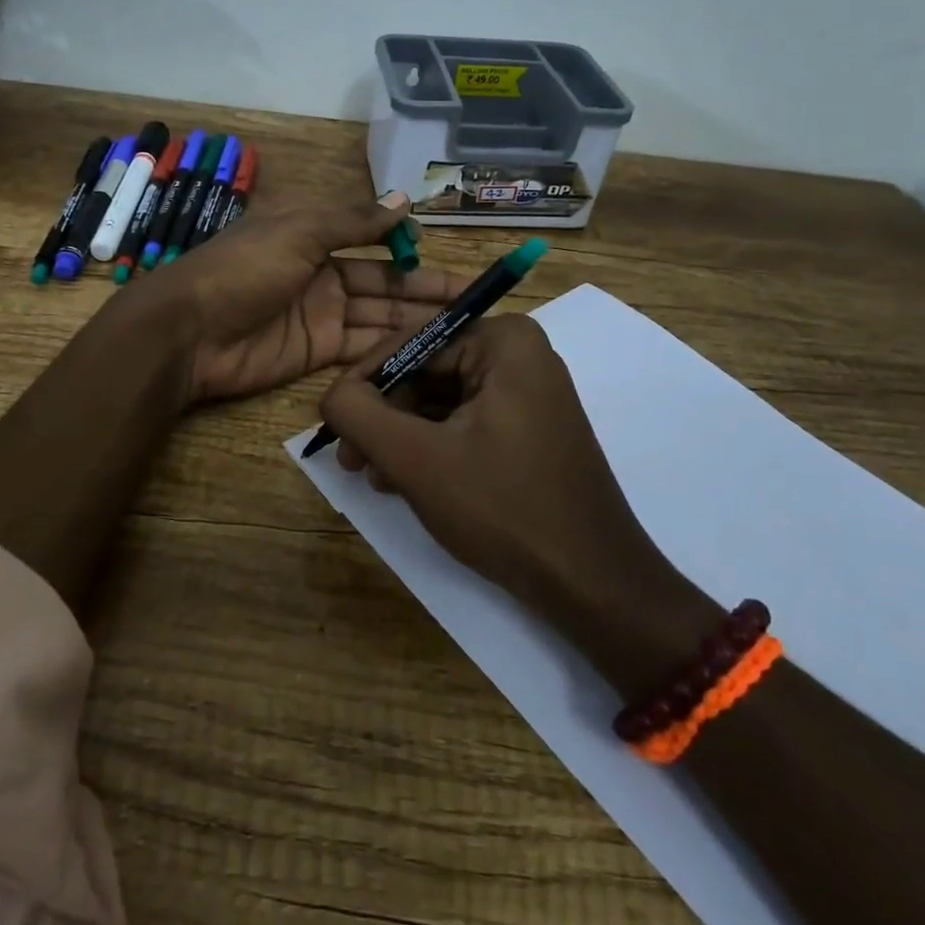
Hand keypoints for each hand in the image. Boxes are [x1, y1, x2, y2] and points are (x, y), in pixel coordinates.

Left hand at [131, 192, 474, 404]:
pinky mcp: (317, 351)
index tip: (444, 255)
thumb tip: (404, 199)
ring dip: (417, 319)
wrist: (190, 332)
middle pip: (384, 281)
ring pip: (379, 315)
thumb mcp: (299, 230)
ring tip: (465, 325)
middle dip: (425, 288)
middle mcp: (322, 273)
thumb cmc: (243, 268)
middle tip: (475, 300)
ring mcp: (321, 314)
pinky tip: (430, 348)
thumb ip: (353, 220)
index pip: (372, 238)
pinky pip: (363, 345)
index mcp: (314, 235)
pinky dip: (393, 346)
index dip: (407, 247)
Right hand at [319, 314, 718, 691]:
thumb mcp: (416, 459)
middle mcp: (520, 355)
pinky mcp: (529, 428)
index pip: (412, 342)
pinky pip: (464, 422)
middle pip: (426, 371)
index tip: (333, 422)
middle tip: (351, 459)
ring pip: (441, 401)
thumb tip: (331, 395)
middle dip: (384, 416)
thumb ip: (359, 415)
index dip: (364, 381)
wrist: (592, 583)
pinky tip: (405, 482)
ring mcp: (528, 393)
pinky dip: (430, 448)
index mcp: (504, 341)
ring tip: (374, 476)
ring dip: (401, 436)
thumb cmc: (504, 509)